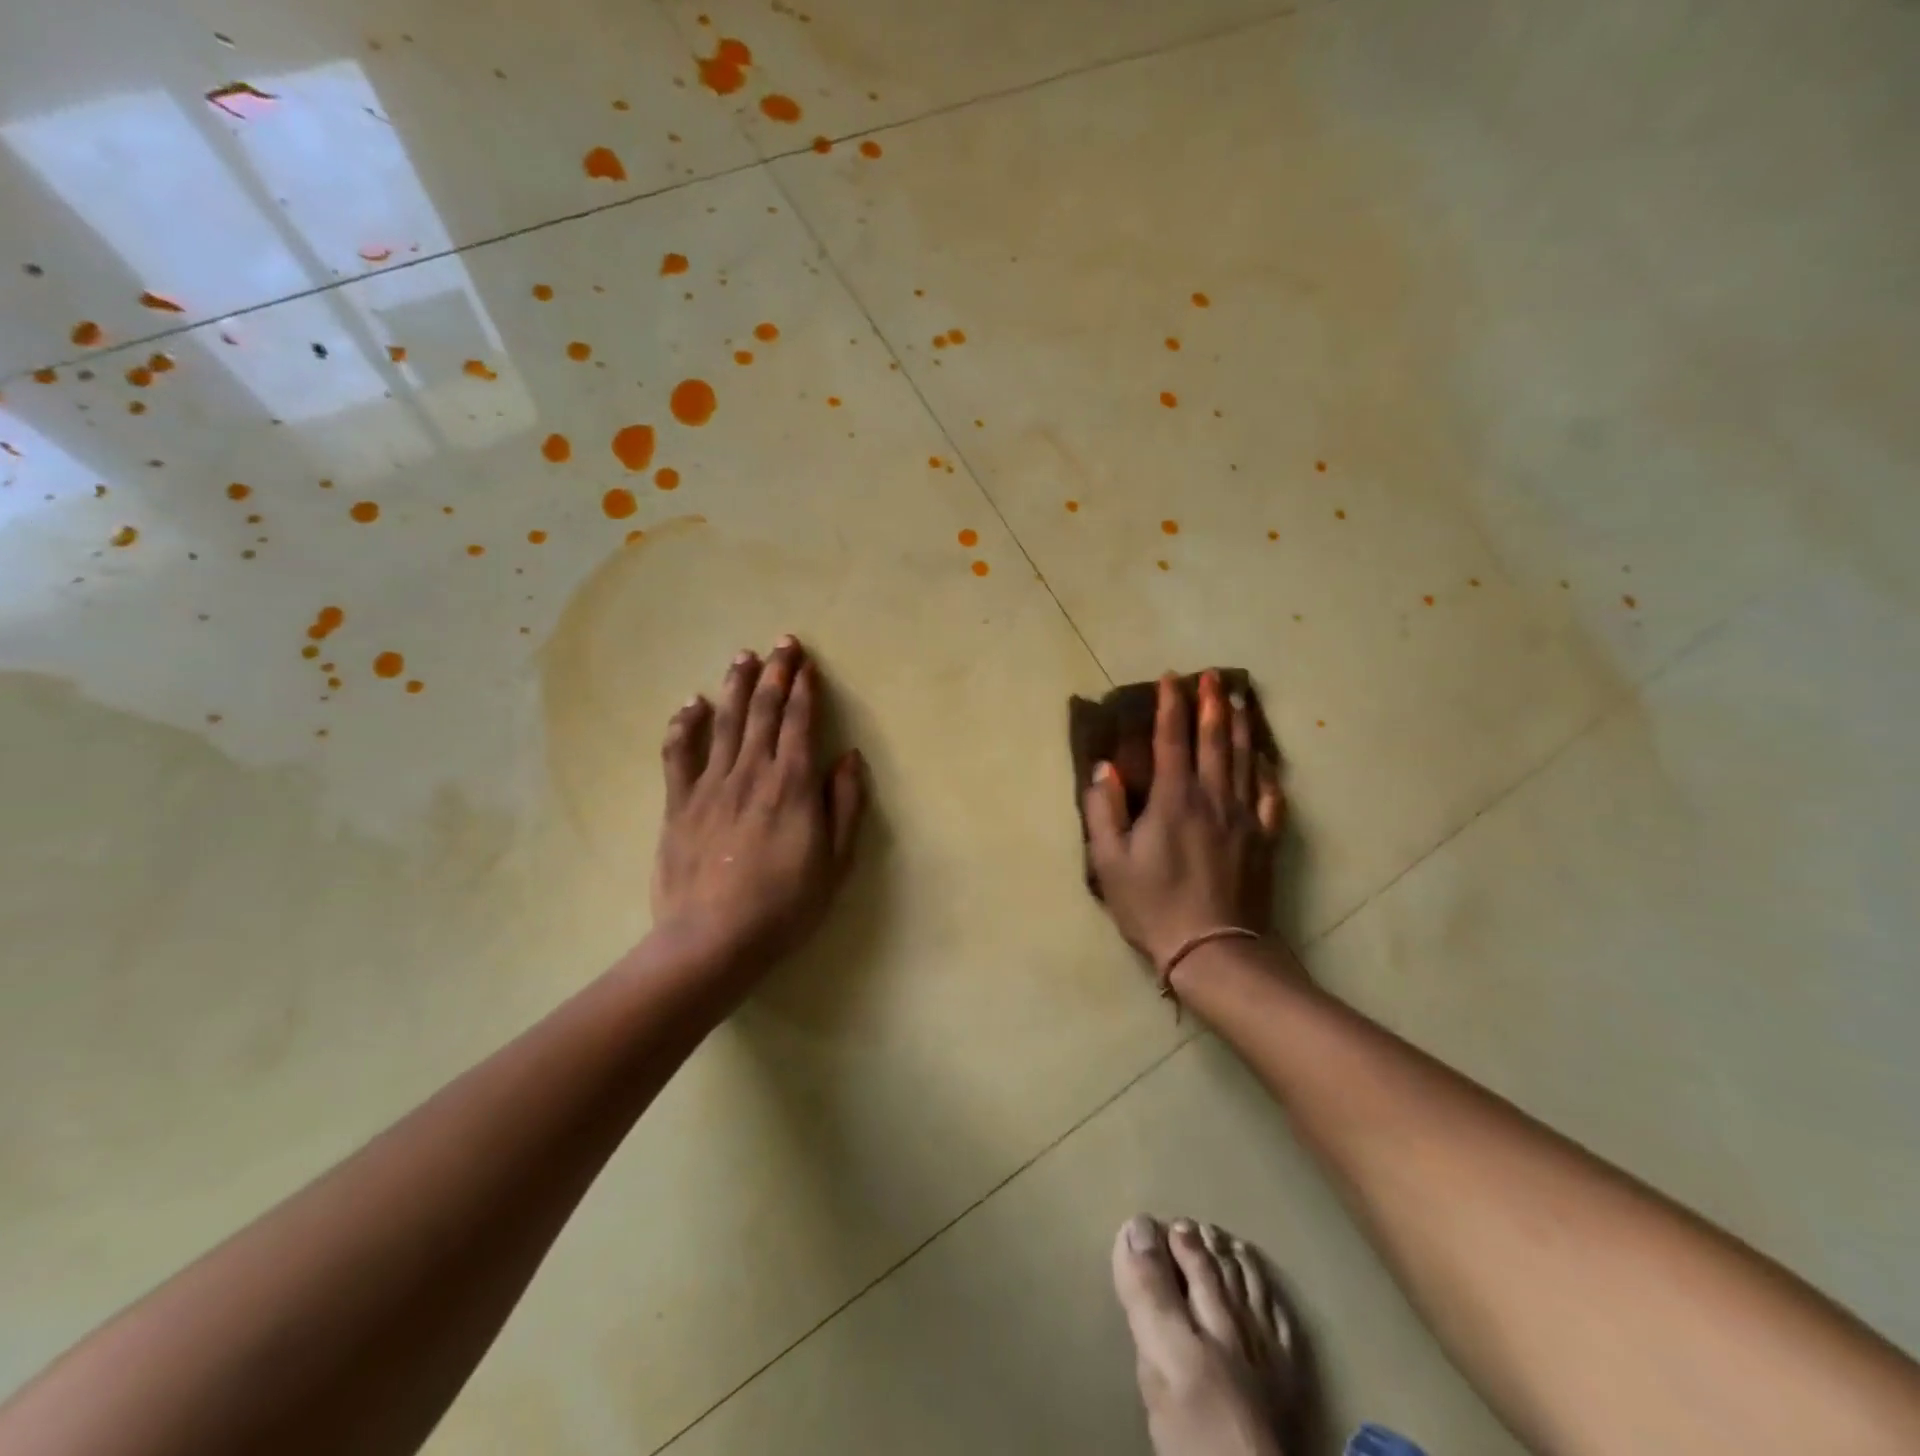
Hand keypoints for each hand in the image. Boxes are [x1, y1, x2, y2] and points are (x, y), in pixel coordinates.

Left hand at [650, 636, 864, 979]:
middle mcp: (752, 774)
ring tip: (743, 656)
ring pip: (725, 722)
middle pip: (763, 711)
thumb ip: (845, 806)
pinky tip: (691, 703)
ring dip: (735, 685)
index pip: (799, 723)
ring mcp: (710, 785)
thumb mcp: (835, 863)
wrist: (713, 940)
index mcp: (792, 786)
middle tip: (782, 643)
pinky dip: (685, 724)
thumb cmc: (785, 906)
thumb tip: (848, 757)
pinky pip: (679, 753)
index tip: (807, 663)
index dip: (804, 689)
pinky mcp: (678, 803)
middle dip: (775, 673)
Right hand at [1084, 672, 1283, 969]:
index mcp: (1173, 799)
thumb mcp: (1109, 861)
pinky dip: (1268, 773)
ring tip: (1240, 700)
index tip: (1171, 678)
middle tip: (1212, 675)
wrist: (1214, 950)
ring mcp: (1243, 817)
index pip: (1172, 739)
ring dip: (1241, 726)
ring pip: (1245, 759)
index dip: (1170, 706)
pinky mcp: (1263, 840)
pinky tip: (1267, 761)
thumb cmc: (1153, 906)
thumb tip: (1104, 768)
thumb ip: (1103, 809)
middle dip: (1211, 703)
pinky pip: (1270, 796)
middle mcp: (1212, 797)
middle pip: (1215, 740)